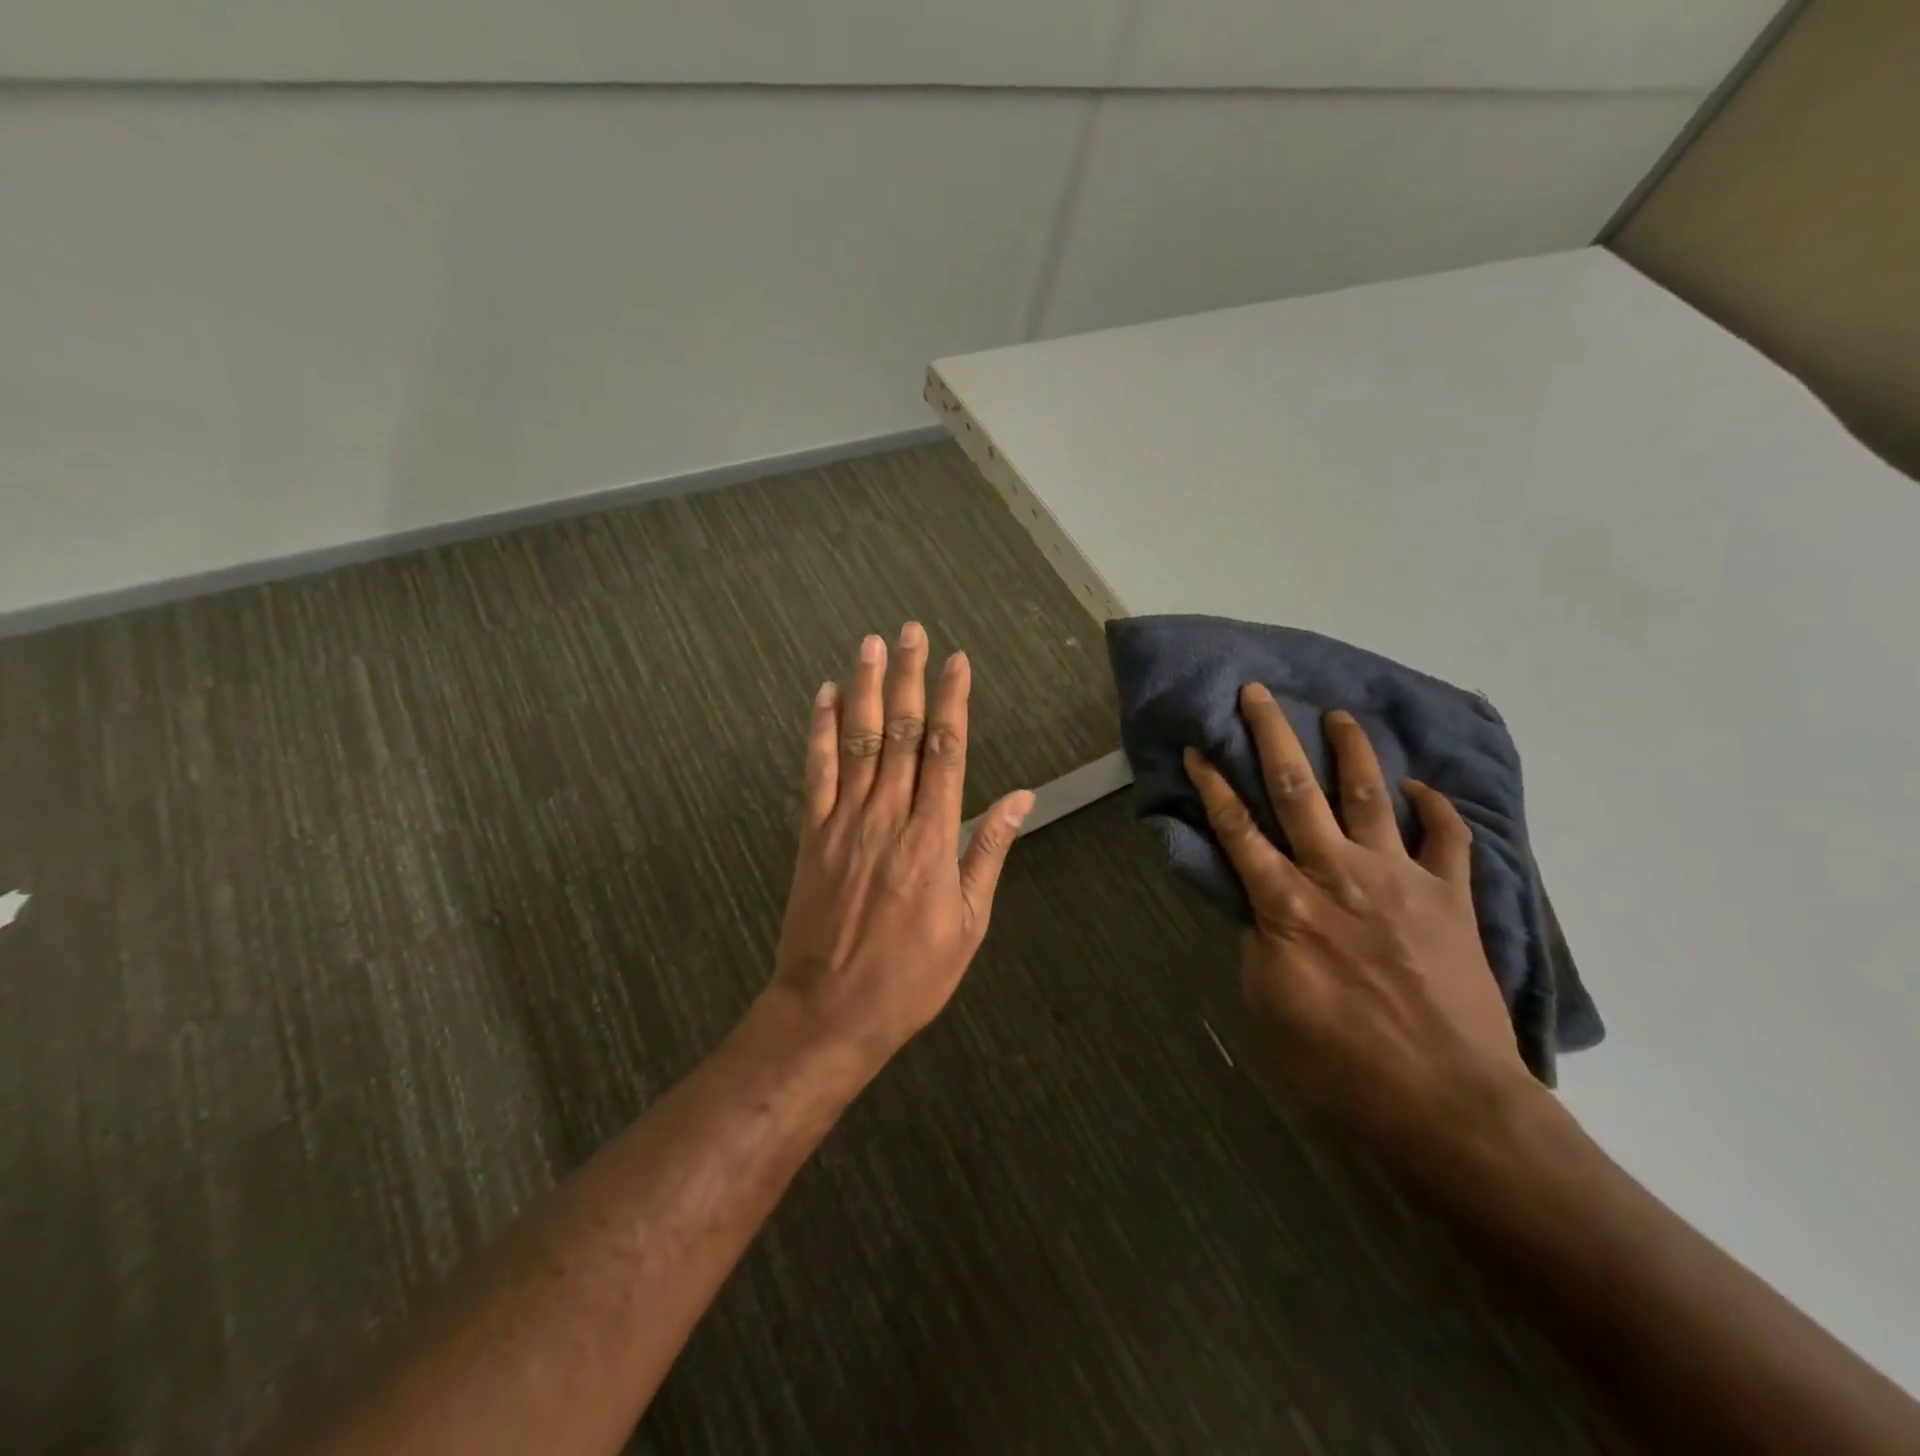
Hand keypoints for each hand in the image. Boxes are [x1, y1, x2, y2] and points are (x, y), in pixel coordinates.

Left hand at [768, 623, 1034, 1070]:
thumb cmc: (912, 974)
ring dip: (864, 688)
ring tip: (870, 644)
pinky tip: (824, 697)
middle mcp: (889, 816)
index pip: (947, 752)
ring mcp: (844, 822)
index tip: (957, 662)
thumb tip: (1019, 798)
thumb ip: (989, 851)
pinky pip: (816, 772)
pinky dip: (820, 731)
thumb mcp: (970, 921)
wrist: (831, 1010)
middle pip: (900, 733)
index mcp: (933, 838)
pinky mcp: (811, 835)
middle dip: (909, 678)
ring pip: (857, 741)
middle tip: (911, 632)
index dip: (952, 702)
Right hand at [1183, 684, 1539, 1172]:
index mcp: (1287, 903)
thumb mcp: (1269, 1002)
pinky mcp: (1451, 897)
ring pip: (1371, 796)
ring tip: (1340, 715)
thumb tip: (1261, 907)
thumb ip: (1260, 941)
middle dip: (1273, 736)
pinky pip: (1448, 839)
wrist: (1448, 1100)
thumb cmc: (1340, 1062)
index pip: (1238, 828)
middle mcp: (1339, 874)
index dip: (1213, 785)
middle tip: (1258, 693)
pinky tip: (1422, 788)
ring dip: (1353, 751)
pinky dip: (1437, 808)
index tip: (1198, 748)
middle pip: (1298, 790)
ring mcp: (1401, 879)